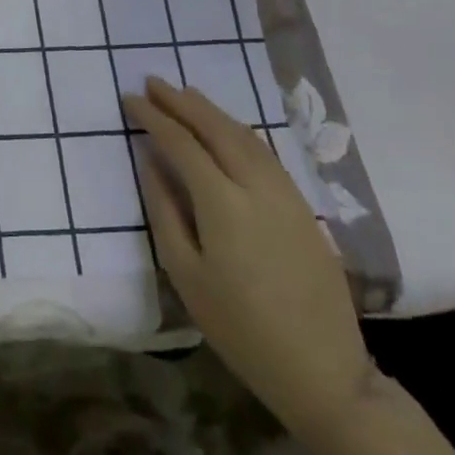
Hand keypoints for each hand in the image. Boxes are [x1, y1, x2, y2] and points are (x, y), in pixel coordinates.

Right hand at [125, 78, 371, 441]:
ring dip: (211, 110)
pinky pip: (264, 152)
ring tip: (185, 94)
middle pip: (215, 128)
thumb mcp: (186, 274)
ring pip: (244, 135)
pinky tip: (225, 128)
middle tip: (153, 82)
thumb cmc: (240, 328)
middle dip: (181, 101)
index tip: (130, 99)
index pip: (181, 143)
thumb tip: (150, 161)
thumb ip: (164, 210)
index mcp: (223, 203)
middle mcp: (256, 187)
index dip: (154, 117)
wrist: (324, 372)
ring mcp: (285, 194)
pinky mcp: (302, 207)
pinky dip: (237, 130)